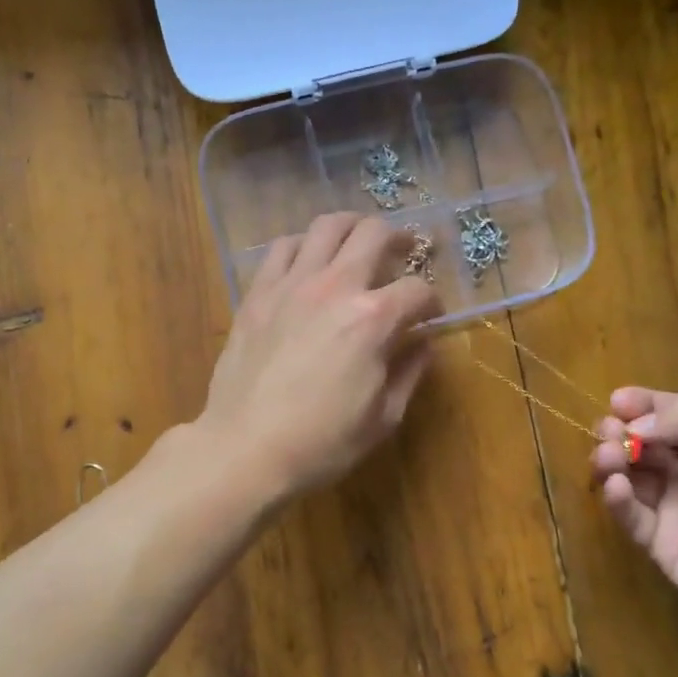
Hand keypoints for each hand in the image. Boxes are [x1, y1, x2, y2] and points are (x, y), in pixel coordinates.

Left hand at [198, 213, 442, 497]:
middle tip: (405, 251)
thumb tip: (424, 343)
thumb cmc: (322, 443)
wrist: (245, 449)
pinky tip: (309, 261)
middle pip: (375, 234)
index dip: (432, 302)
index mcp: (373, 319)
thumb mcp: (383, 418)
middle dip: (400, 239)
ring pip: (327, 226)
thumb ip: (410, 372)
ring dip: (352, 228)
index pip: (417, 290)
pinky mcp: (258, 293)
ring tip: (359, 242)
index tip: (430, 316)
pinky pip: (282, 248)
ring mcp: (291, 284)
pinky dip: (303, 245)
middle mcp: (335, 287)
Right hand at [590, 389, 677, 643]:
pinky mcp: (663, 546)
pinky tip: (618, 488)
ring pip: (630, 475)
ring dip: (612, 460)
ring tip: (609, 457)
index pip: (673, 413)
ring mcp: (677, 508)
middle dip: (621, 431)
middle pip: (644, 442)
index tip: (617, 400)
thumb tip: (636, 423)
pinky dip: (616, 498)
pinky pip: (630, 516)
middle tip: (610, 432)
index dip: (643, 404)